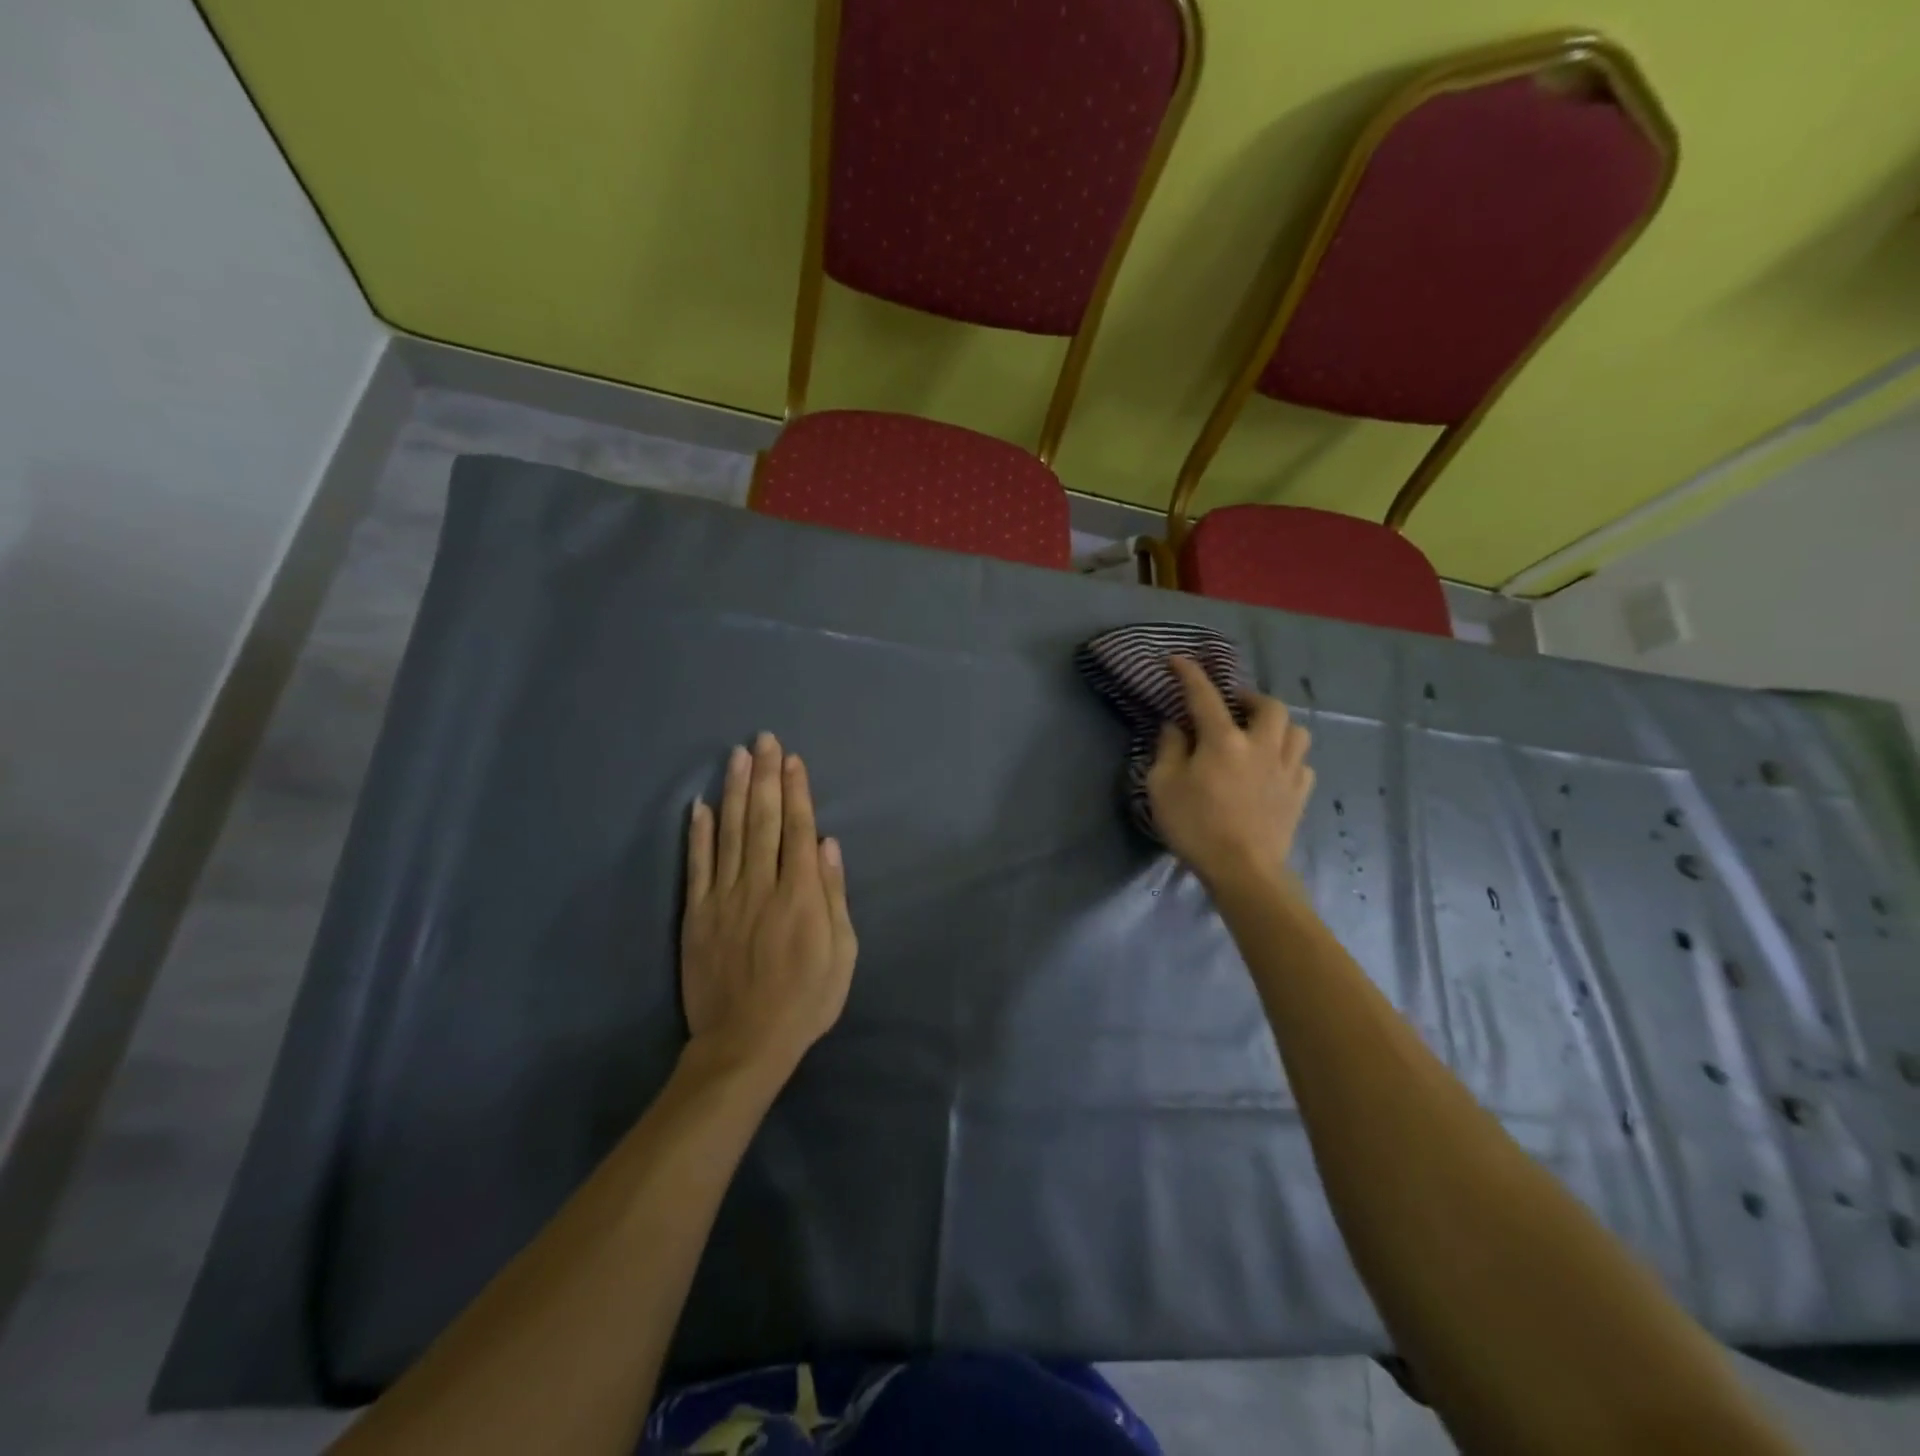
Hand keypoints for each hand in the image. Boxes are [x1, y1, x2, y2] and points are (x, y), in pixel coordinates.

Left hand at [681, 732, 857, 1075]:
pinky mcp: (697, 914)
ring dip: (734, 791)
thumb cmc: (805, 1000)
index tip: (793, 760)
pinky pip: (698, 865)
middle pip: (764, 820)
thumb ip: (834, 896)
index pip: (799, 830)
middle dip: (766, 776)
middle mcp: (761, 885)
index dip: (797, 791)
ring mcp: (725, 897)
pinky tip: (700, 805)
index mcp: (800, 895)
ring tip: (737, 755)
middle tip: (765, 739)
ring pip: (730, 832)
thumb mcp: (842, 954)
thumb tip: (828, 845)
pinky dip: (698, 833)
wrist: (745, 1044)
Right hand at [1146, 656, 1315, 891]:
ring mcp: (1287, 769)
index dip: (1190, 674)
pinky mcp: (1300, 794)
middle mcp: (1262, 745)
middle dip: (1249, 698)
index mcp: (1224, 740)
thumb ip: (1169, 749)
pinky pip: (1302, 764)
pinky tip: (1274, 769)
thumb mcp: (1163, 786)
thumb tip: (1176, 726)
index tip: (1178, 660)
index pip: (1204, 695)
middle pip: (1268, 705)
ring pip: (1296, 731)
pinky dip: (1288, 759)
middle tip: (1232, 706)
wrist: (1243, 871)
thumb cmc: (1196, 826)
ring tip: (1260, 734)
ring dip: (1277, 725)